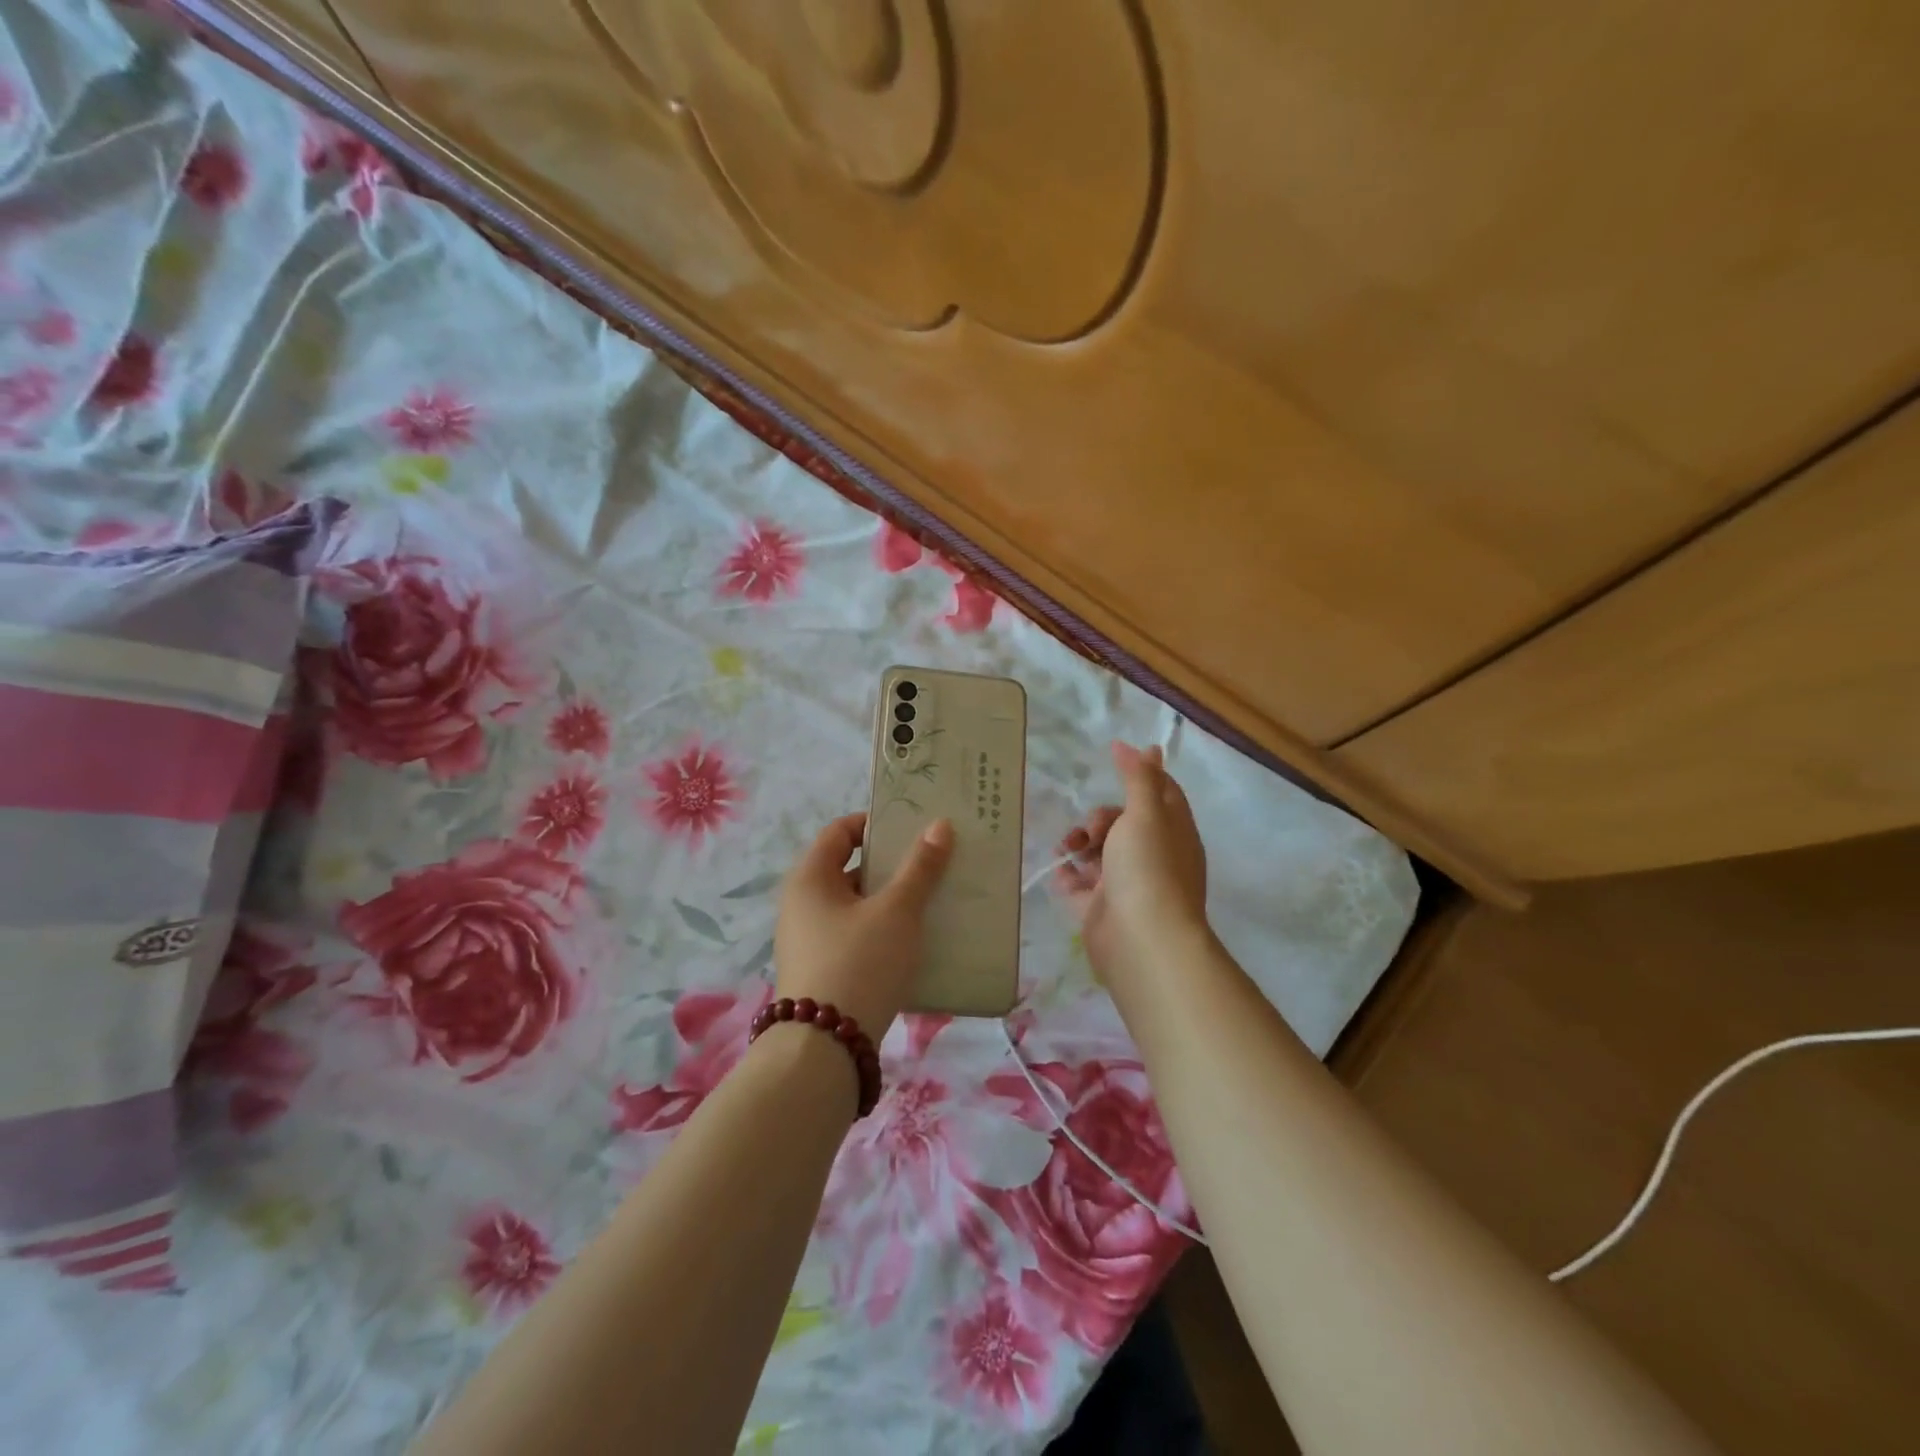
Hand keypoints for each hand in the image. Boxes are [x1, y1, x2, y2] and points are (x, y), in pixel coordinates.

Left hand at [774, 811, 953, 1037]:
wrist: (824, 1050)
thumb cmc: (859, 963)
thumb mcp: (897, 911)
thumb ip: (920, 868)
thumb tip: (939, 826)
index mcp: (810, 878)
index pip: (840, 831)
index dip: (876, 824)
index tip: (914, 829)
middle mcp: (801, 904)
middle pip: (850, 868)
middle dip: (892, 865)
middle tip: (933, 864)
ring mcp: (808, 940)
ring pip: (856, 905)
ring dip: (892, 901)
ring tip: (933, 901)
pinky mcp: (821, 971)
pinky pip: (855, 936)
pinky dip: (882, 931)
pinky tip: (916, 941)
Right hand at [1054, 742, 1210, 987]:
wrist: (1141, 940)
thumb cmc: (1149, 868)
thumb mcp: (1146, 813)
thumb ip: (1140, 778)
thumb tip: (1144, 745)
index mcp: (1174, 831)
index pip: (1163, 793)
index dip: (1142, 774)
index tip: (1115, 757)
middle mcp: (1154, 856)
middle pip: (1124, 823)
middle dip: (1101, 818)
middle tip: (1091, 829)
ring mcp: (1129, 884)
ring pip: (1101, 852)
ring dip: (1081, 844)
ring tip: (1068, 850)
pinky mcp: (1103, 908)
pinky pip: (1081, 884)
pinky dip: (1069, 874)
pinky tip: (1060, 870)